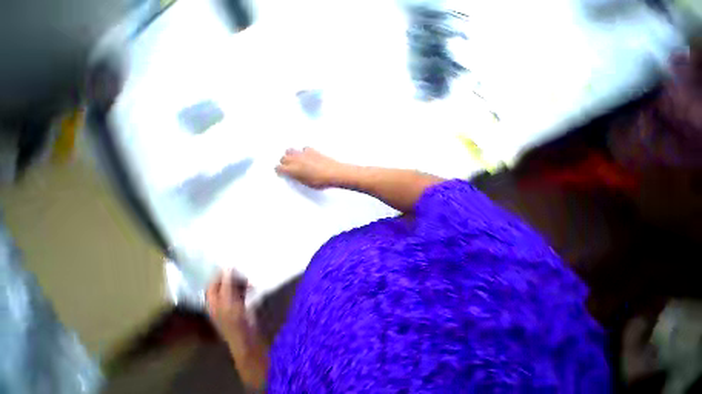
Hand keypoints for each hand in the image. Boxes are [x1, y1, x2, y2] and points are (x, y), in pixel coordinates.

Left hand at [206, 271, 250, 346]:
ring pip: (233, 288)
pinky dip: (246, 287)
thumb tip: (227, 267)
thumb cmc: (234, 320)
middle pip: (223, 285)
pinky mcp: (240, 307)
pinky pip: (241, 293)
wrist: (245, 337)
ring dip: (241, 281)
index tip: (230, 263)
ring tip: (250, 276)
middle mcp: (219, 302)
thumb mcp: (229, 301)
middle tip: (243, 268)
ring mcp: (230, 305)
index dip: (219, 274)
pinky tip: (253, 285)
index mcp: (212, 301)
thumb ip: (227, 284)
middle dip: (232, 277)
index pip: (213, 283)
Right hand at [275, 147, 345, 188]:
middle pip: (283, 158)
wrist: (334, 173)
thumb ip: (297, 178)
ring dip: (291, 155)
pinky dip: (304, 152)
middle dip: (284, 162)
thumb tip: (294, 175)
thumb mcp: (306, 184)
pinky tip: (308, 156)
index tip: (282, 173)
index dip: (280, 171)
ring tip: (296, 160)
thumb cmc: (321, 181)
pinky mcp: (312, 150)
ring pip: (290, 150)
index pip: (279, 168)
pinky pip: (303, 149)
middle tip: (288, 167)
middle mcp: (295, 159)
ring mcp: (303, 153)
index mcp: (293, 170)